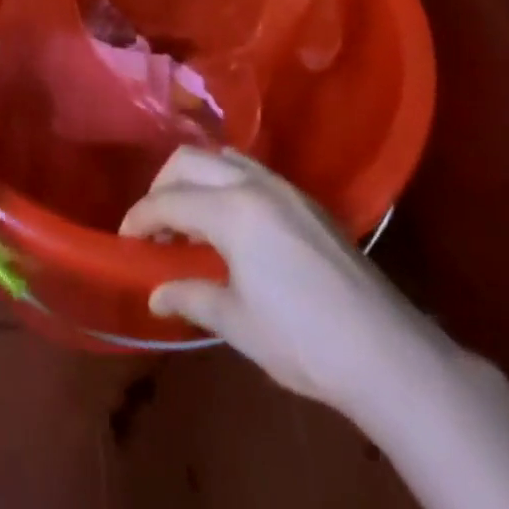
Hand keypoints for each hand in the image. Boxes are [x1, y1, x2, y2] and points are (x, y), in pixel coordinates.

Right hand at [121, 147, 444, 415]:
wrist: (384, 350)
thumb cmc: (301, 339)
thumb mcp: (237, 322)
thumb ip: (192, 295)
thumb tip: (156, 293)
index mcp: (232, 210)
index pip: (169, 201)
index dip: (140, 217)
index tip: (125, 239)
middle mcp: (255, 184)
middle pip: (190, 161)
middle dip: (162, 186)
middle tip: (153, 225)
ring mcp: (285, 188)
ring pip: (223, 158)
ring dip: (195, 178)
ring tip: (188, 218)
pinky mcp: (307, 201)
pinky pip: (252, 171)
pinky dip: (225, 182)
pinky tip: (229, 221)